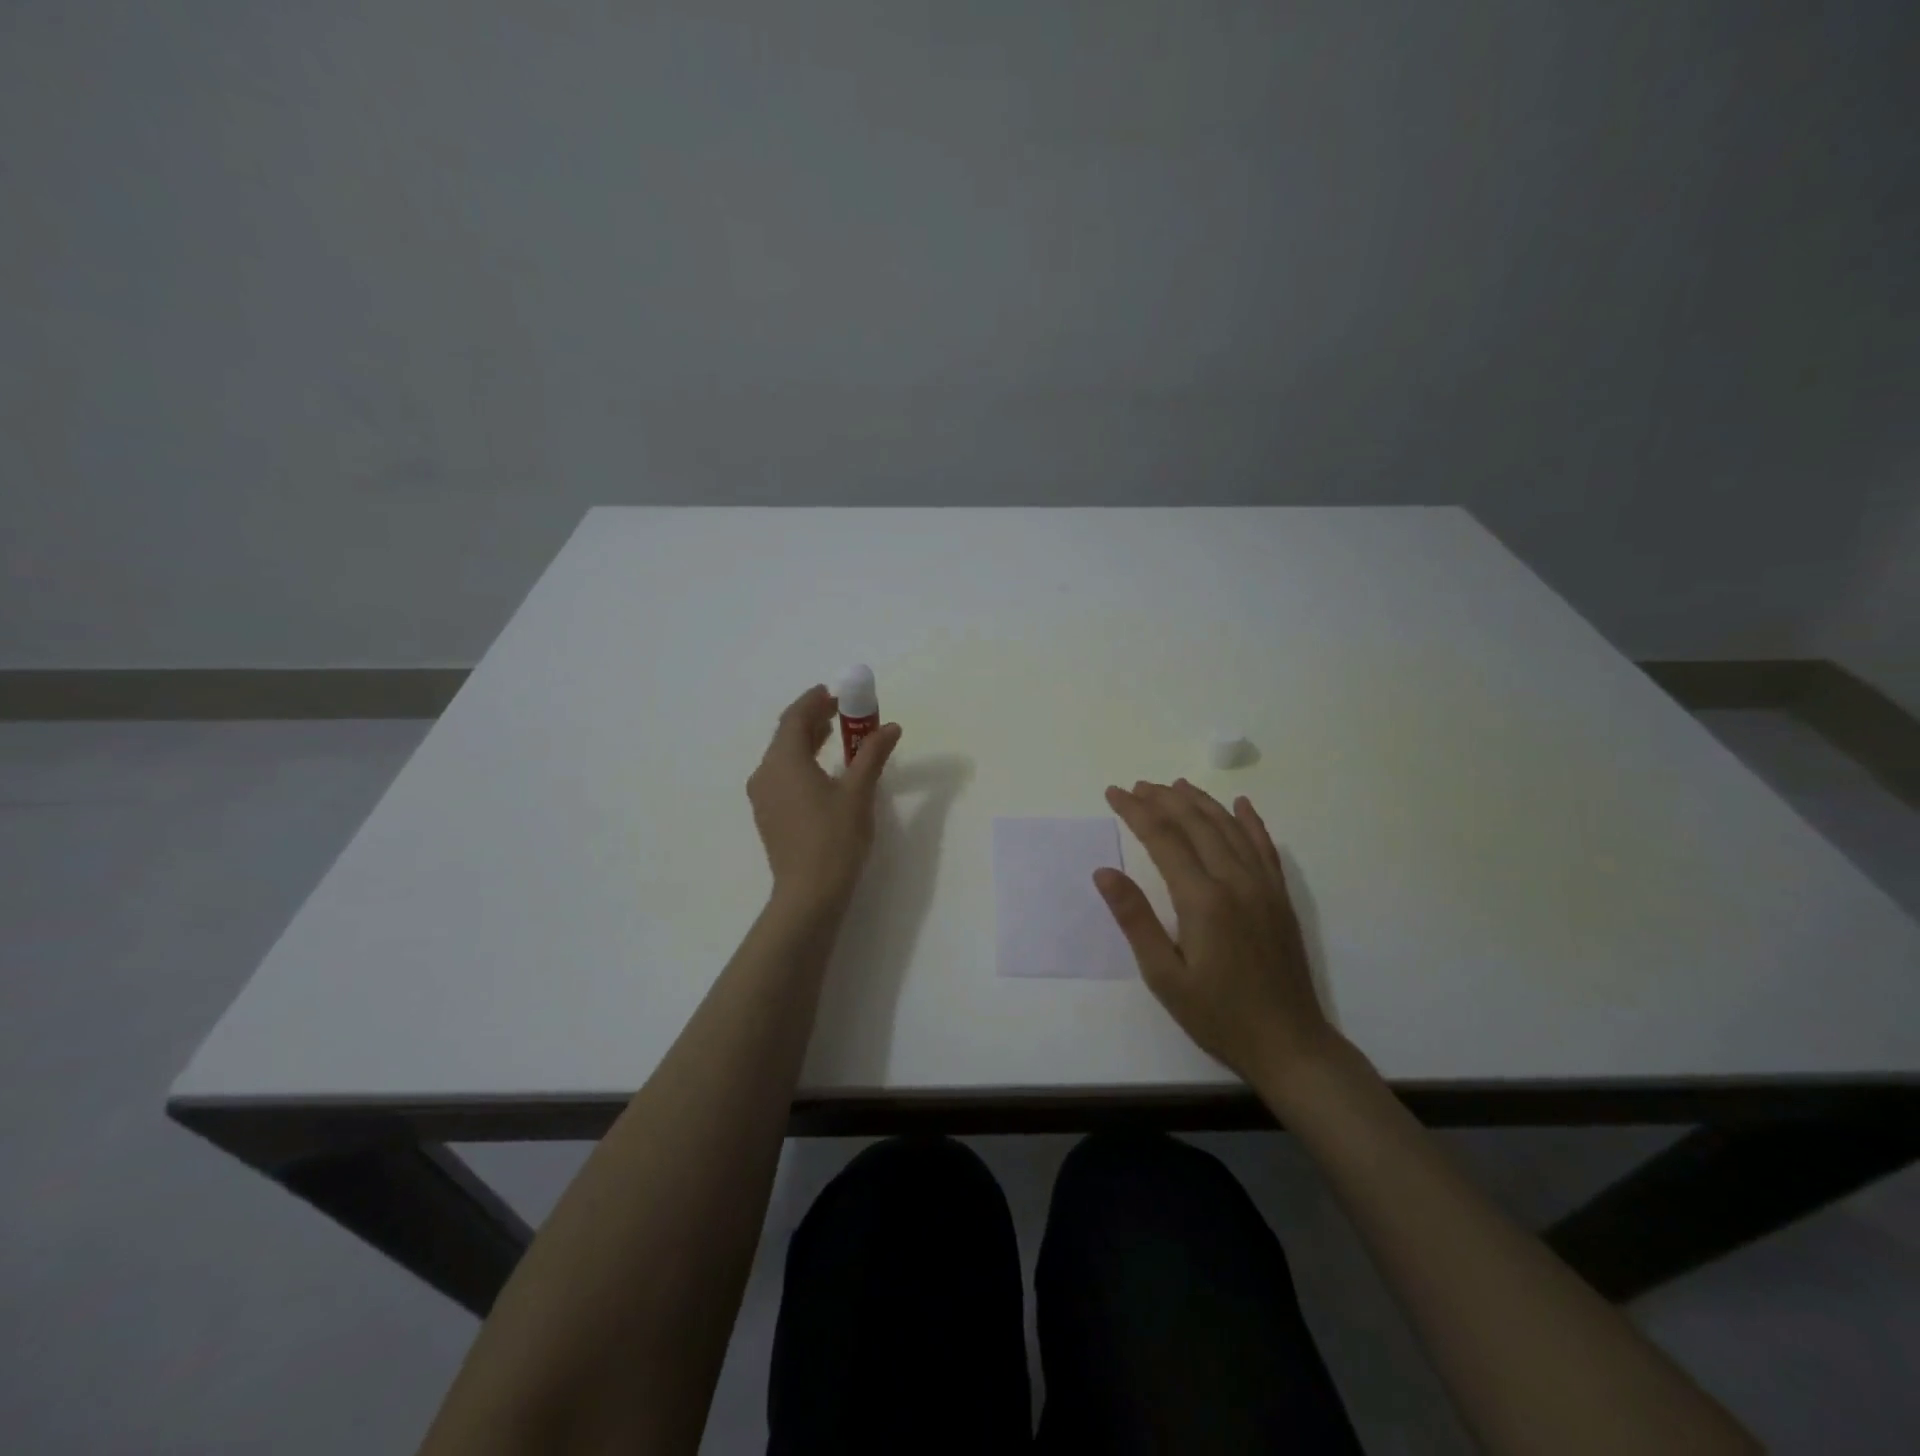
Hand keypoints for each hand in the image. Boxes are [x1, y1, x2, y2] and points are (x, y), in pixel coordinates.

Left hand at [747, 685, 901, 913]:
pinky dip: (801, 763)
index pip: (795, 717)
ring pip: (782, 756)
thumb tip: (890, 728)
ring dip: (806, 741)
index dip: (814, 701)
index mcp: (784, 760)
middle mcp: (765, 773)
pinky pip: (781, 776)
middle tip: (841, 712)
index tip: (835, 693)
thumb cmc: (835, 838)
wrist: (809, 894)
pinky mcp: (768, 815)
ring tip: (835, 736)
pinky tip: (822, 772)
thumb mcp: (859, 792)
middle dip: (812, 719)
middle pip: (786, 735)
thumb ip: (873, 755)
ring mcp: (763, 796)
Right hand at [1096, 780, 1334, 1086]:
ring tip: (1175, 785)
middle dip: (1163, 799)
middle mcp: (1235, 881)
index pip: (1163, 838)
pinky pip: (1265, 846)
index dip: (1135, 811)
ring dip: (1200, 802)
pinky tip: (1240, 805)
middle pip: (1196, 823)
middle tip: (1136, 785)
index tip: (1114, 793)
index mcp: (1202, 899)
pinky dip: (1250, 821)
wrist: (1289, 1044)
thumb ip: (1135, 919)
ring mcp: (1263, 886)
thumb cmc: (1218, 1015)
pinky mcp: (1280, 896)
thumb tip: (1103, 872)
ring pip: (1229, 827)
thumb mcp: (1164, 976)